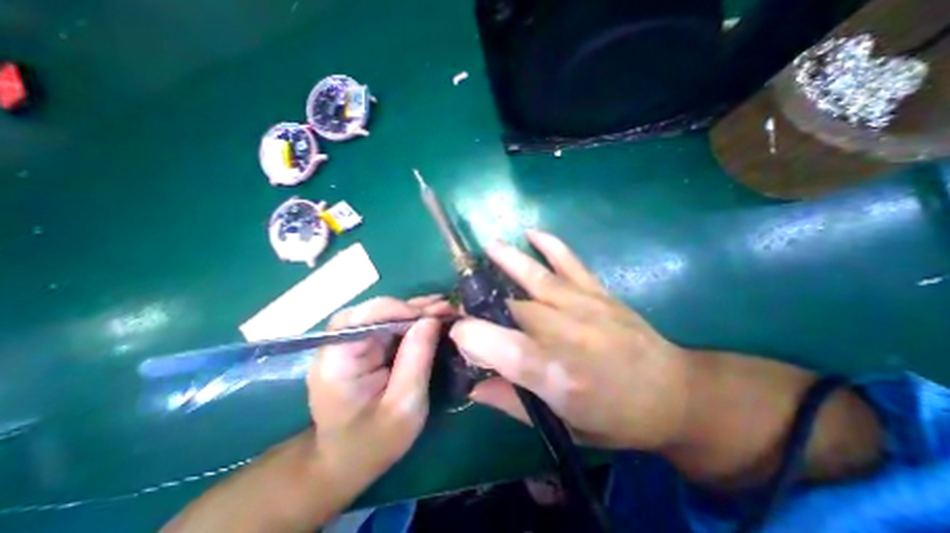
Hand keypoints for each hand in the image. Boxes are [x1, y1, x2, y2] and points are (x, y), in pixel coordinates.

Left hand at [306, 296, 448, 482]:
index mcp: (336, 364)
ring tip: (443, 309)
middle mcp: (338, 347)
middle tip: (444, 309)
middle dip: (411, 308)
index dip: (393, 310)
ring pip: (383, 314)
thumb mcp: (404, 405)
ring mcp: (351, 345)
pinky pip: (389, 325)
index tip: (427, 316)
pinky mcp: (364, 348)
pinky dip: (412, 320)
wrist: (349, 461)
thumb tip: (431, 319)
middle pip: (372, 312)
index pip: (357, 319)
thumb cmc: (374, 442)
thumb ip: (416, 359)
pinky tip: (432, 316)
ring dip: (414, 311)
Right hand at [451, 231, 695, 450]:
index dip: (471, 336)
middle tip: (469, 303)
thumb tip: (474, 386)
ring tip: (488, 248)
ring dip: (508, 261)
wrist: (674, 394)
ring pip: (536, 278)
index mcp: (555, 373)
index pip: (499, 345)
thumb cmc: (616, 418)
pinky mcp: (599, 292)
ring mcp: (584, 306)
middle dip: (484, 304)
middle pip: (512, 309)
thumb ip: (513, 403)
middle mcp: (566, 333)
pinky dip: (551, 245)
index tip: (459, 335)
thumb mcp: (563, 426)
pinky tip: (532, 233)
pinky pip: (570, 262)